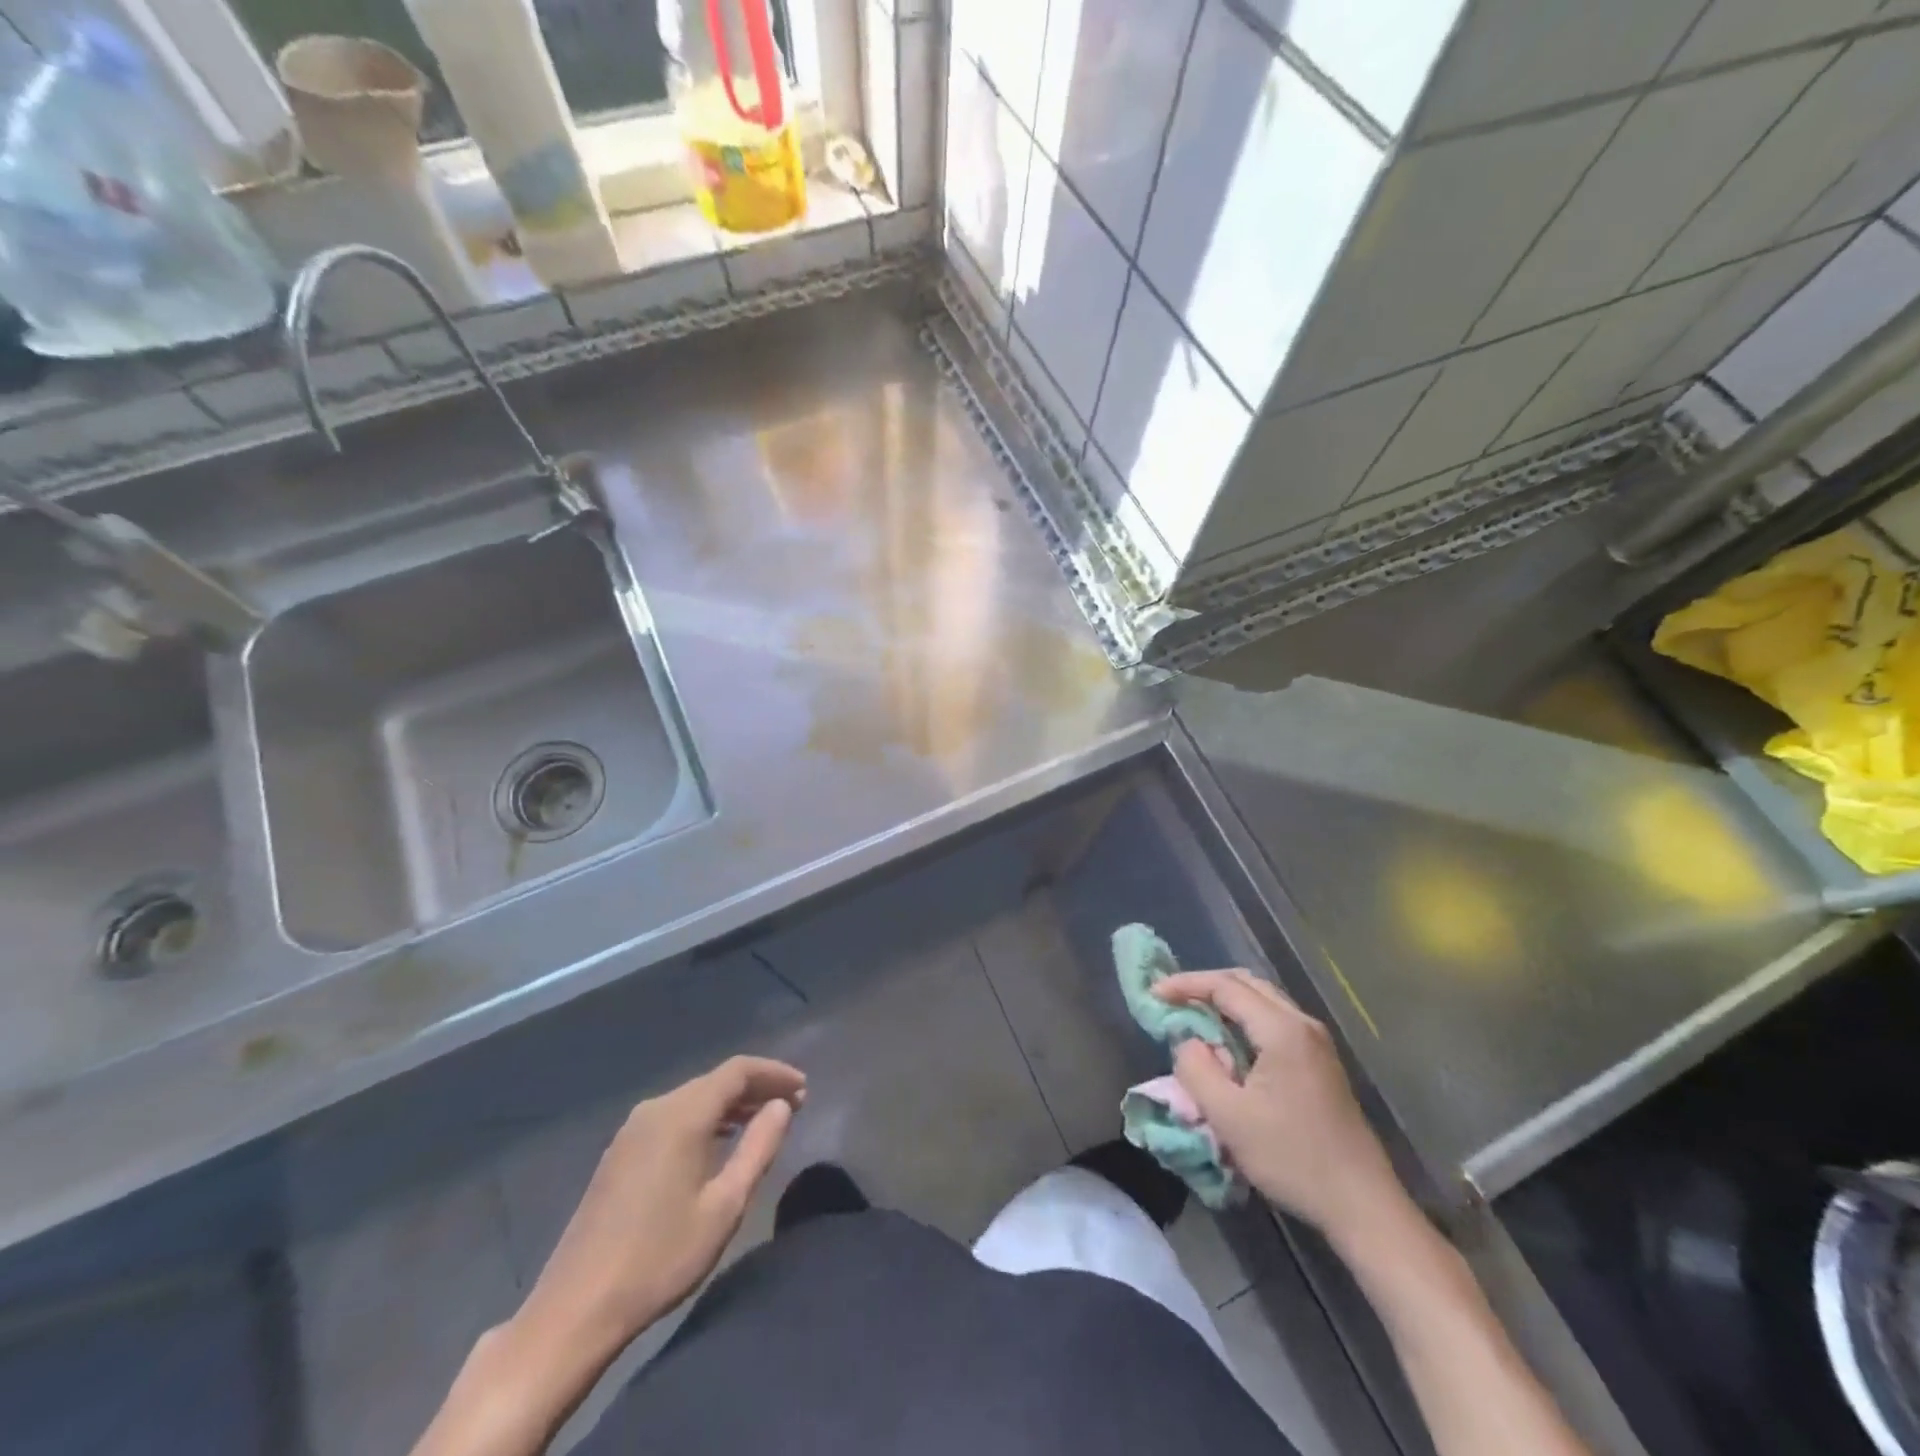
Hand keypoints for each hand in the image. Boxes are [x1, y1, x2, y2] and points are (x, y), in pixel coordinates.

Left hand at [514, 1055, 805, 1365]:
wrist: (575, 1309)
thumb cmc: (660, 1258)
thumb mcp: (724, 1206)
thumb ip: (758, 1147)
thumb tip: (782, 1105)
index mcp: (682, 1114)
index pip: (738, 1070)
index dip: (774, 1073)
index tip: (805, 1088)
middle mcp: (656, 1108)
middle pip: (716, 1081)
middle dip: (757, 1088)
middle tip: (794, 1106)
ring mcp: (633, 1130)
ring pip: (694, 1098)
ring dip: (733, 1104)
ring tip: (766, 1121)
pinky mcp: (621, 1152)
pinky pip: (675, 1117)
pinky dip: (706, 1119)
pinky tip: (721, 1142)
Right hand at [1156, 970, 1407, 1240]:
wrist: (1362, 1205)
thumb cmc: (1293, 1158)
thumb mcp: (1229, 1117)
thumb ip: (1197, 1069)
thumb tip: (1187, 1041)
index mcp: (1282, 1030)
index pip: (1225, 986)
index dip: (1185, 984)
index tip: (1153, 993)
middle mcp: (1303, 1024)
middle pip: (1247, 983)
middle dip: (1205, 986)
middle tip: (1171, 999)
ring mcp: (1317, 1042)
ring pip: (1263, 1001)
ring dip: (1226, 1002)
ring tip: (1193, 1017)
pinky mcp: (1321, 1062)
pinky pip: (1274, 1021)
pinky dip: (1244, 1019)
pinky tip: (1228, 1043)